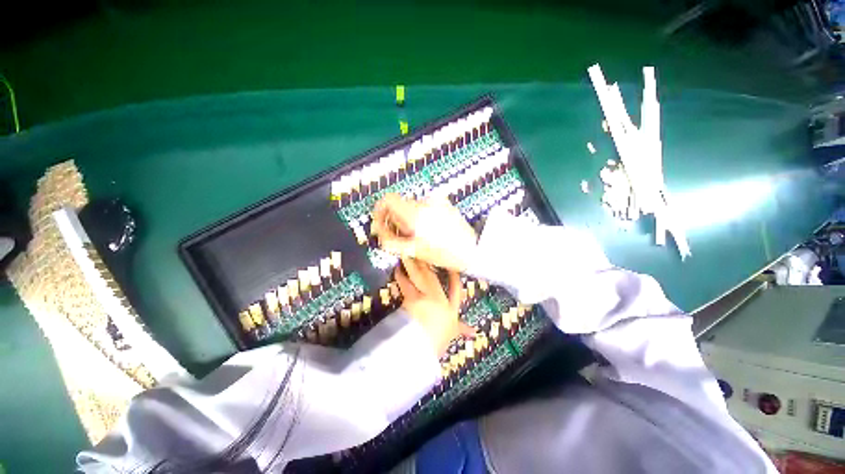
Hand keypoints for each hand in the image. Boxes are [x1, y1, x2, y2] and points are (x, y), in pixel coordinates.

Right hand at [373, 194, 477, 271]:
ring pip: (412, 207)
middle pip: (399, 205)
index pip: (388, 199)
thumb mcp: (415, 251)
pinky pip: (424, 207)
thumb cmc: (445, 253)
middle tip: (401, 236)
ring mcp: (436, 201)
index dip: (380, 210)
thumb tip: (379, 231)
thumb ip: (391, 241)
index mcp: (416, 214)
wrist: (472, 249)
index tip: (381, 222)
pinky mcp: (443, 204)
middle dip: (395, 219)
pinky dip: (420, 216)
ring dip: (408, 219)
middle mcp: (425, 203)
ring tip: (418, 236)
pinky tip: (428, 230)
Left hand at [394, 257, 471, 356]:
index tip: (453, 267)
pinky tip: (397, 269)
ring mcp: (424, 297)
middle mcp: (438, 299)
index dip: (455, 278)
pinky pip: (405, 283)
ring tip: (409, 254)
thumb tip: (475, 332)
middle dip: (430, 265)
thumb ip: (462, 329)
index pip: (456, 290)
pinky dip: (400, 276)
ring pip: (420, 277)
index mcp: (451, 308)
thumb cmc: (439, 342)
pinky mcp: (410, 298)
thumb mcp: (451, 334)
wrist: (423, 345)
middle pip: (435, 278)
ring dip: (415, 265)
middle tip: (426, 252)